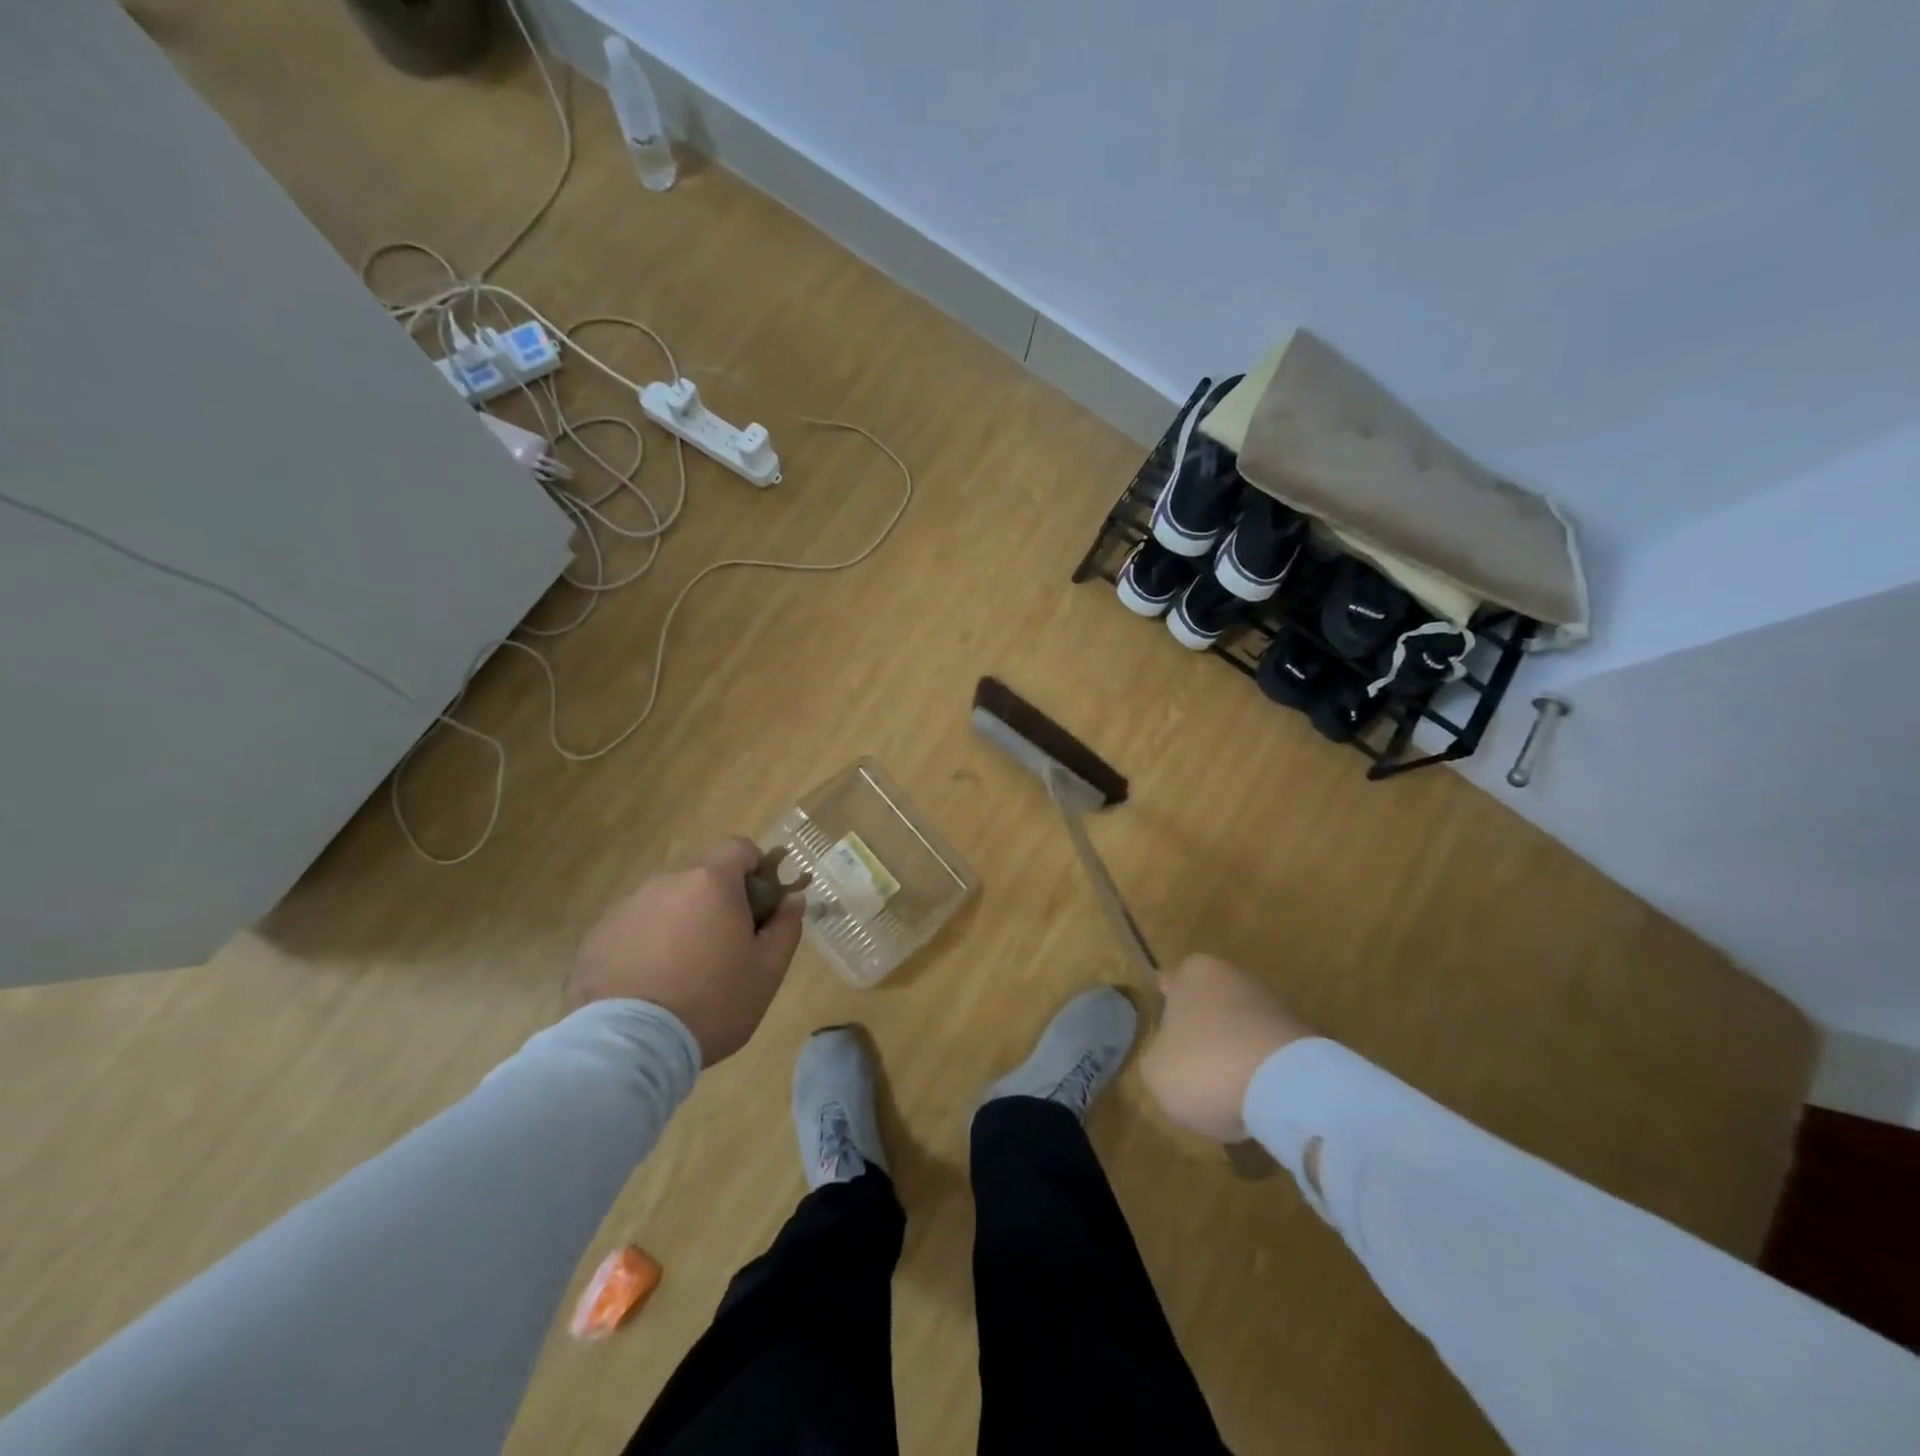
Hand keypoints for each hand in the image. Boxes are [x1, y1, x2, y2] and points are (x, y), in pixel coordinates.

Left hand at [570, 838, 804, 1066]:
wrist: (630, 1047)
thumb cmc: (713, 1003)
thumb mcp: (768, 971)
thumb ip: (786, 927)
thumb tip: (793, 899)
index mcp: (712, 883)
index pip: (739, 848)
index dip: (755, 870)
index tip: (760, 906)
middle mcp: (667, 883)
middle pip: (702, 879)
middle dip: (717, 903)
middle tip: (724, 950)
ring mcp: (626, 908)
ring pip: (667, 904)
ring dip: (681, 924)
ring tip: (682, 974)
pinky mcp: (596, 937)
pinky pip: (634, 929)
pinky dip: (646, 946)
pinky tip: (649, 986)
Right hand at [1141, 954, 1315, 1141]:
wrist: (1287, 1088)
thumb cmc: (1206, 1066)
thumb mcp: (1155, 1070)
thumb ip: (1158, 1056)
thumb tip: (1171, 1057)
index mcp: (1194, 973)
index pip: (1171, 982)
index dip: (1166, 1007)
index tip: (1164, 1032)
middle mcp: (1235, 976)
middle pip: (1210, 1004)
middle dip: (1203, 1031)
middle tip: (1192, 1068)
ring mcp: (1274, 1005)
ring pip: (1242, 1029)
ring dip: (1234, 1053)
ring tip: (1228, 1094)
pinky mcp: (1306, 1037)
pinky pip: (1270, 1055)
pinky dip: (1263, 1074)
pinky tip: (1258, 1102)